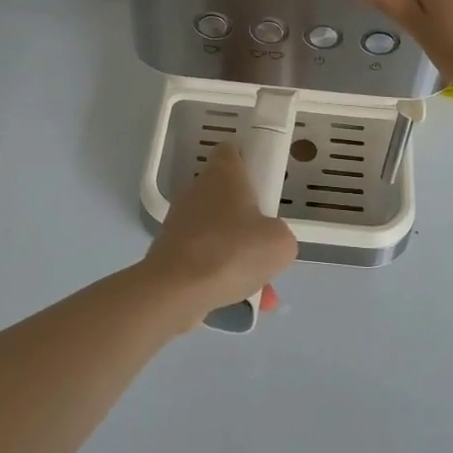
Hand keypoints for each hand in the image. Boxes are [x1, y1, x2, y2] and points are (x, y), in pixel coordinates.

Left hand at [143, 143, 298, 326]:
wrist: (176, 291)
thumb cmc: (232, 252)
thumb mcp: (281, 243)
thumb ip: (281, 235)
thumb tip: (269, 241)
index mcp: (223, 174)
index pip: (232, 151)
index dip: (249, 161)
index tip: (265, 183)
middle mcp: (197, 191)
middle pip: (228, 196)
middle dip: (250, 220)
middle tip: (268, 242)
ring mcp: (181, 222)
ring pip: (220, 232)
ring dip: (240, 255)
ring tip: (262, 287)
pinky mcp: (171, 251)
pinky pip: (206, 259)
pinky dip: (223, 275)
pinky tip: (241, 300)